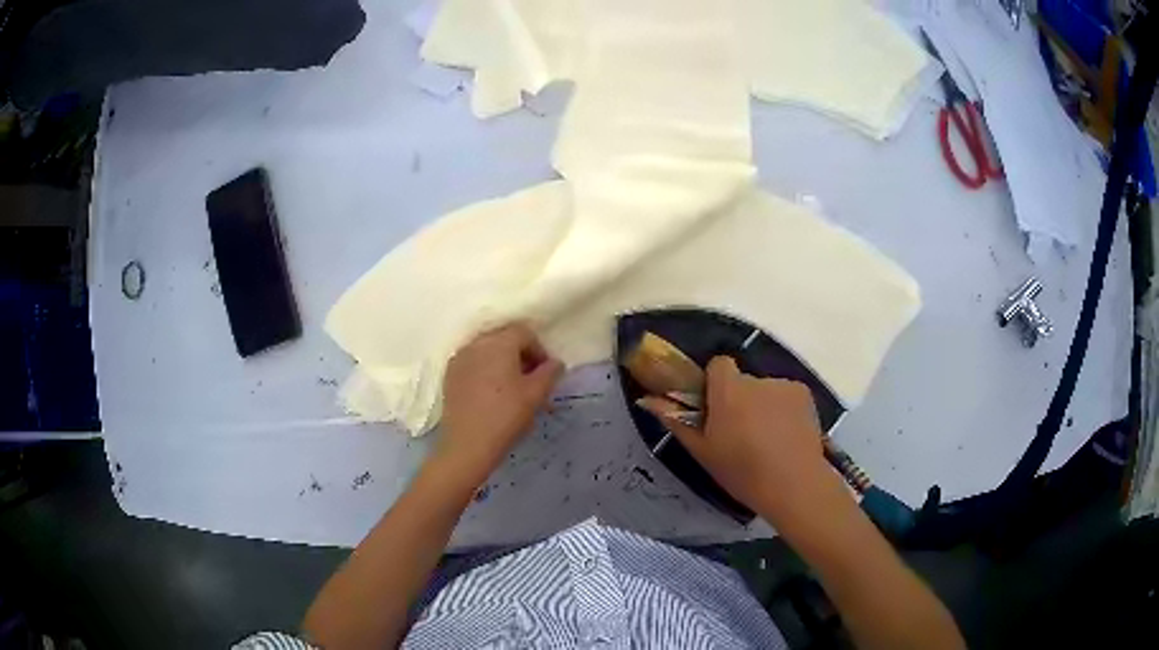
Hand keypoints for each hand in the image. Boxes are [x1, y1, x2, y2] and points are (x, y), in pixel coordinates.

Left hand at [430, 322, 563, 490]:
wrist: (468, 444)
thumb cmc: (506, 416)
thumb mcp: (536, 395)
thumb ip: (550, 373)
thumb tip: (555, 363)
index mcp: (499, 343)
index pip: (524, 332)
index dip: (539, 350)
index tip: (545, 373)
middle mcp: (477, 344)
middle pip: (504, 338)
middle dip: (520, 354)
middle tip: (531, 380)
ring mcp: (459, 359)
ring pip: (486, 351)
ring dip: (501, 363)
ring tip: (510, 388)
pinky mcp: (449, 376)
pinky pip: (472, 364)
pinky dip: (484, 371)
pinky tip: (490, 394)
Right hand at [639, 356, 830, 525]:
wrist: (793, 485)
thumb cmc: (741, 472)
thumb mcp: (702, 452)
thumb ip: (676, 420)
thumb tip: (648, 400)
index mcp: (728, 390)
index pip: (718, 364)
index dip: (714, 384)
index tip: (715, 409)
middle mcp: (756, 380)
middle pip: (742, 381)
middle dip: (739, 399)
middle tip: (740, 434)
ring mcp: (784, 385)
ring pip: (765, 390)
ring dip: (762, 406)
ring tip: (767, 441)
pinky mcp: (805, 394)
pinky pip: (786, 396)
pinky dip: (784, 411)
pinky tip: (786, 438)